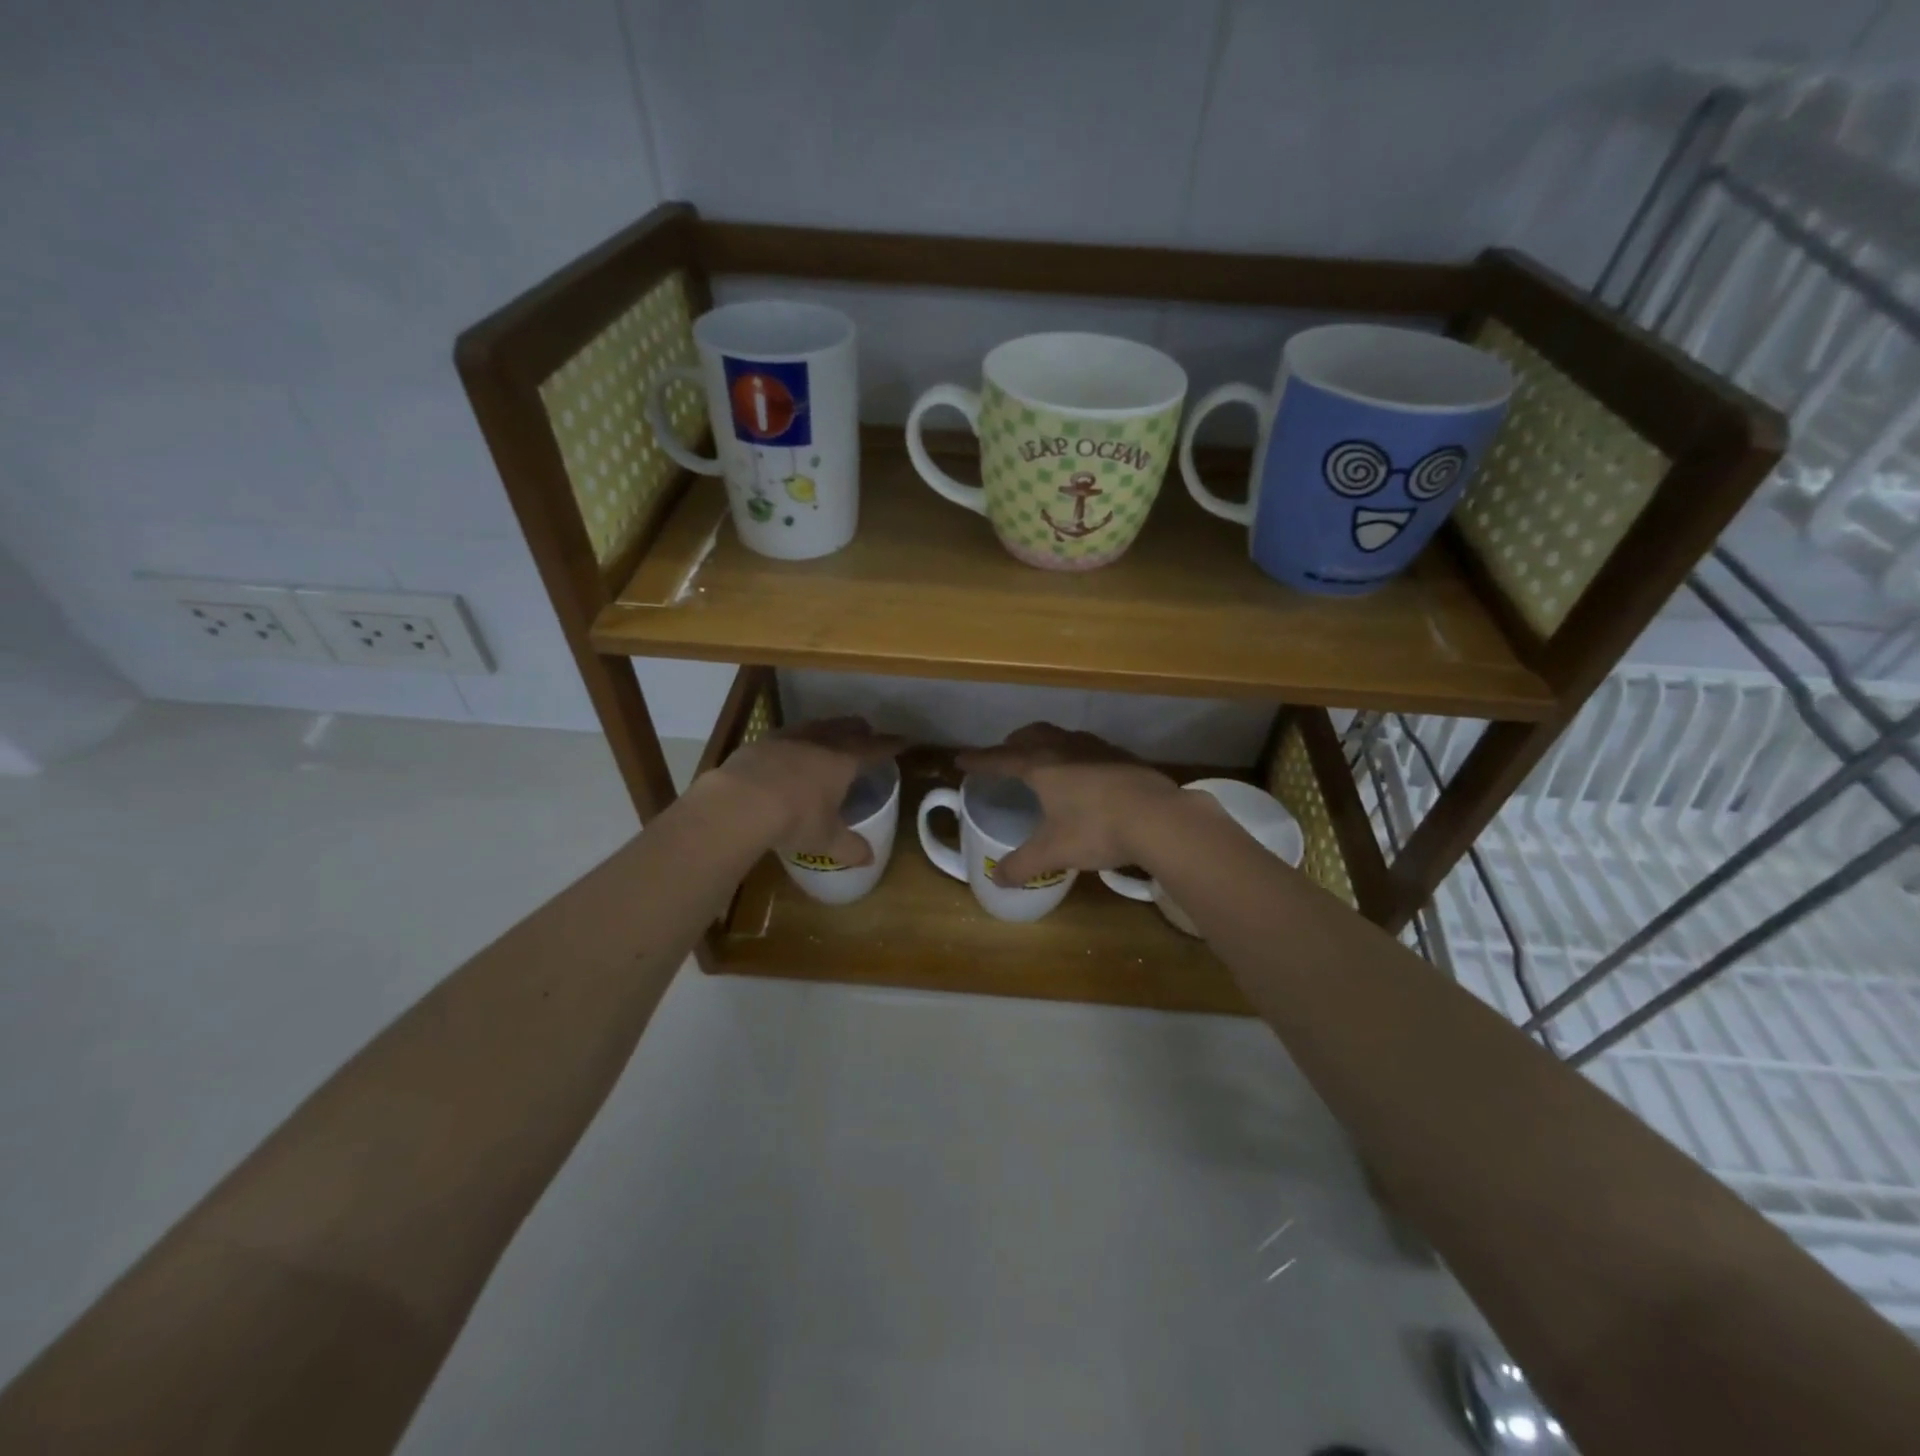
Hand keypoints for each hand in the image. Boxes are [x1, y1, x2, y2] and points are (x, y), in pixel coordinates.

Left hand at [705, 717, 904, 865]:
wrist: (739, 803)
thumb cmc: (794, 819)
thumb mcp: (825, 839)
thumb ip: (849, 848)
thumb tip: (869, 859)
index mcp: (843, 761)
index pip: (874, 749)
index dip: (889, 746)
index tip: (902, 742)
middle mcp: (818, 742)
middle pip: (845, 728)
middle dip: (859, 730)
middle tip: (866, 731)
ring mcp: (787, 739)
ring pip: (814, 726)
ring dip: (826, 728)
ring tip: (829, 734)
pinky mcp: (759, 743)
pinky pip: (785, 736)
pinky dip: (794, 740)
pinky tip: (788, 750)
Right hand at [956, 723, 1187, 886]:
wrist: (1160, 818)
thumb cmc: (1097, 829)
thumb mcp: (1054, 852)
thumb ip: (1022, 865)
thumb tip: (997, 879)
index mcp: (1041, 765)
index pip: (1000, 758)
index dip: (979, 760)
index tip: (960, 760)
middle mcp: (1065, 748)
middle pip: (1031, 735)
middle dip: (1012, 743)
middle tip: (1004, 755)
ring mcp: (1097, 748)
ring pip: (1061, 736)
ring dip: (1045, 743)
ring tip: (1042, 760)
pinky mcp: (1122, 756)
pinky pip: (1087, 747)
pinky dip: (1073, 754)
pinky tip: (1084, 774)